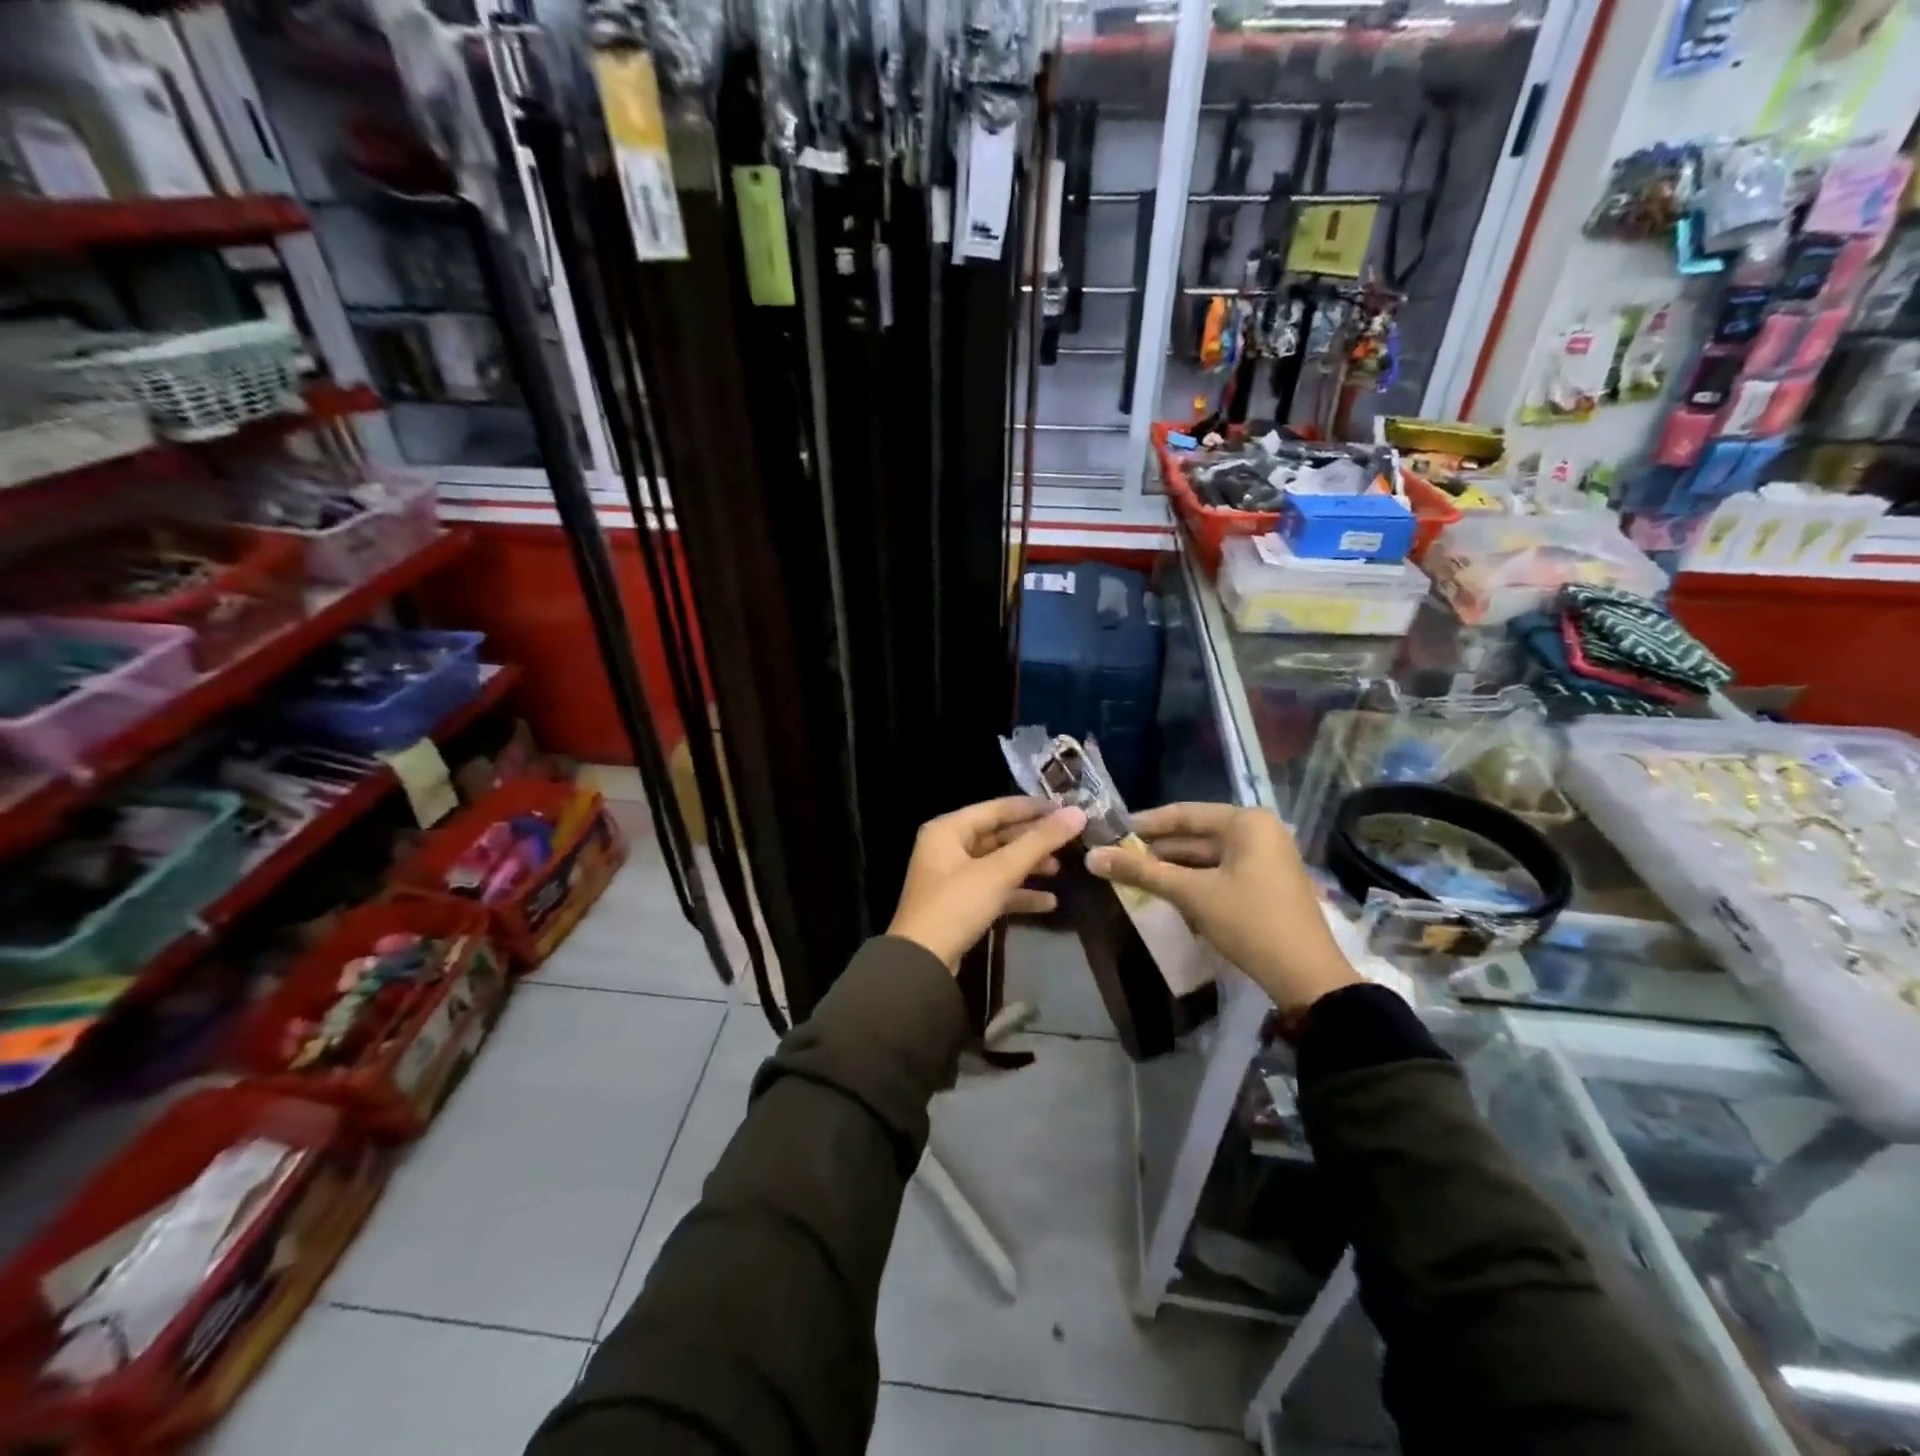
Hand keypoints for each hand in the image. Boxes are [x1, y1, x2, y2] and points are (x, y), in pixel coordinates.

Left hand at [888, 797, 1087, 970]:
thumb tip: (1077, 813)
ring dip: (1028, 867)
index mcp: (948, 829)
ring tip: (1061, 870)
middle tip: (1070, 841)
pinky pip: (994, 889)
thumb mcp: (999, 871)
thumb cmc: (956, 905)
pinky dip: (1018, 893)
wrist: (922, 964)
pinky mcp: (960, 904)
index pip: (996, 808)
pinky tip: (1049, 902)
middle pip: (998, 835)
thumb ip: (1038, 842)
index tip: (1067, 808)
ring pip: (998, 864)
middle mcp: (947, 847)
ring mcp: (953, 877)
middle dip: (1033, 840)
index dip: (1032, 808)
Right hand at [1086, 803, 1358, 1010]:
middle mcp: (1259, 832)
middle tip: (1116, 856)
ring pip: (1206, 856)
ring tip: (1132, 875)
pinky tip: (1164, 891)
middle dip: (1156, 848)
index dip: (1144, 823)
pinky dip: (1193, 880)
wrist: (1307, 977)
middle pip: (1195, 834)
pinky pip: (1220, 872)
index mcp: (1246, 822)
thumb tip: (1092, 857)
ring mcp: (1265, 858)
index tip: (1110, 831)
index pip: (1184, 813)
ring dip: (1172, 867)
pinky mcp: (1266, 884)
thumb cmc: (1249, 922)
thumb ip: (1141, 872)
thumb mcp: (1192, 894)